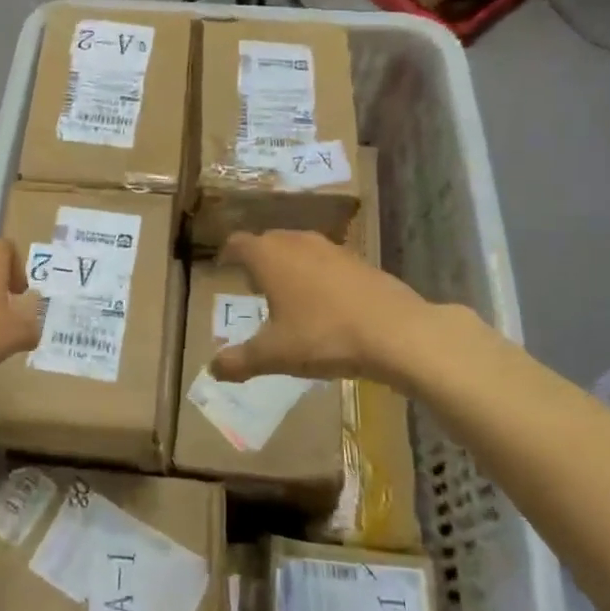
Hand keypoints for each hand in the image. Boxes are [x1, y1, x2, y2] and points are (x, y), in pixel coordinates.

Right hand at [209, 230, 432, 386]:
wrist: (396, 331)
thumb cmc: (323, 335)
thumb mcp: (275, 355)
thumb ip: (240, 361)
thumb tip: (212, 370)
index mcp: (269, 256)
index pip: (237, 244)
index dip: (227, 254)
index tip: (223, 268)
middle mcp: (297, 242)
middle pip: (268, 241)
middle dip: (258, 259)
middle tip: (252, 285)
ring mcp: (331, 248)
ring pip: (299, 248)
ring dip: (289, 265)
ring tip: (287, 294)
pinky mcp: (359, 260)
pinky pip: (325, 261)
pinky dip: (316, 274)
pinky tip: (324, 303)